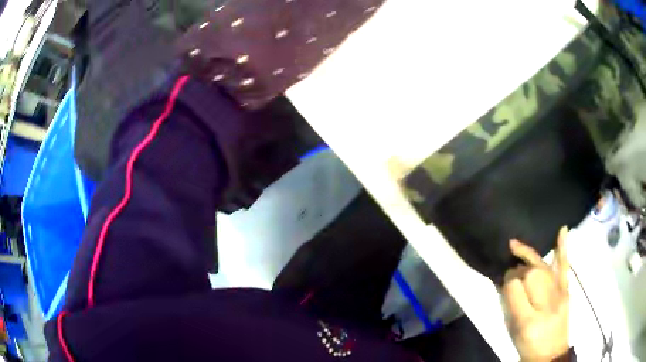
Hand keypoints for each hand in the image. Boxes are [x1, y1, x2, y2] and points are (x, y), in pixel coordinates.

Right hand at [503, 227, 569, 361]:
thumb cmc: (528, 346)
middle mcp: (546, 304)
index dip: (507, 281)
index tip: (501, 281)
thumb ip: (509, 306)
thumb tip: (505, 280)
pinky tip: (562, 230)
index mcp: (528, 319)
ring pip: (543, 267)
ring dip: (529, 256)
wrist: (551, 354)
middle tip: (511, 272)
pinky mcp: (567, 290)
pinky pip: (565, 266)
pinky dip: (563, 248)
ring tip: (516, 246)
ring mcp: (560, 294)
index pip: (515, 288)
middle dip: (518, 269)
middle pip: (531, 274)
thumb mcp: (513, 332)